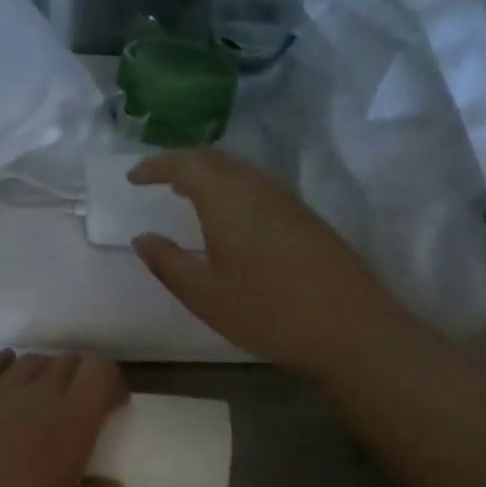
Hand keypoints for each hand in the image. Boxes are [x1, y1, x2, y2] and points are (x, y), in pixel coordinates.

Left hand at [0, 351, 128, 486]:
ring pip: (33, 360)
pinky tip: (7, 381)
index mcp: (71, 423)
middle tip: (80, 410)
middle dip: (82, 378)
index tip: (112, 408)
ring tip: (43, 402)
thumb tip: (114, 486)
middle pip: (68, 361)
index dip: (111, 381)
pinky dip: (8, 365)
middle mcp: (37, 395)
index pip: (100, 370)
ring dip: (47, 373)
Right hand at [129, 149, 393, 376]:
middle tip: (156, 180)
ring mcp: (286, 199)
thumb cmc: (267, 310)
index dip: (155, 166)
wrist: (352, 328)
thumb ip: (167, 262)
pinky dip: (230, 188)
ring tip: (185, 194)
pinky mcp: (305, 216)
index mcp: (227, 198)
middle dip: (181, 163)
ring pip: (239, 170)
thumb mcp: (204, 294)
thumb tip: (143, 238)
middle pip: (214, 158)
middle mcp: (257, 187)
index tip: (133, 178)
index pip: (185, 163)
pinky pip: (256, 186)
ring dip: (208, 174)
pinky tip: (226, 216)